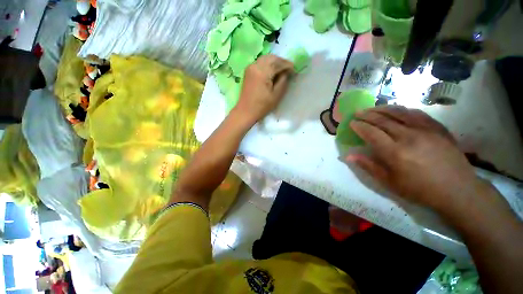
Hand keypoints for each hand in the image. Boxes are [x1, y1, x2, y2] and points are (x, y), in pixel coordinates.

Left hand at [235, 55, 293, 122]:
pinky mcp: (248, 70)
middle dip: (281, 61)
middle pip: (271, 58)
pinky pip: (260, 62)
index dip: (287, 65)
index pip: (278, 63)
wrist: (246, 111)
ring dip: (275, 62)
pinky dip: (268, 64)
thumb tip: (287, 71)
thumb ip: (283, 80)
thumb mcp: (276, 95)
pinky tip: (272, 71)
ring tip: (281, 70)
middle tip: (289, 69)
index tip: (294, 69)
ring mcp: (250, 67)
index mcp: (262, 72)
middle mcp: (255, 65)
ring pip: (265, 58)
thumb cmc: (262, 106)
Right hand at [347, 105, 482, 212]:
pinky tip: (397, 110)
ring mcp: (425, 130)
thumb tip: (348, 155)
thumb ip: (368, 166)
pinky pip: (417, 113)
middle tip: (357, 112)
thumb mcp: (389, 182)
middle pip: (383, 120)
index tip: (351, 123)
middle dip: (367, 114)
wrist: (458, 190)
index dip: (359, 126)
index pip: (371, 133)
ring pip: (399, 112)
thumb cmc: (419, 189)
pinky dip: (403, 110)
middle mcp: (409, 137)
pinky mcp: (437, 128)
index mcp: (395, 152)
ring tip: (372, 108)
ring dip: (382, 108)